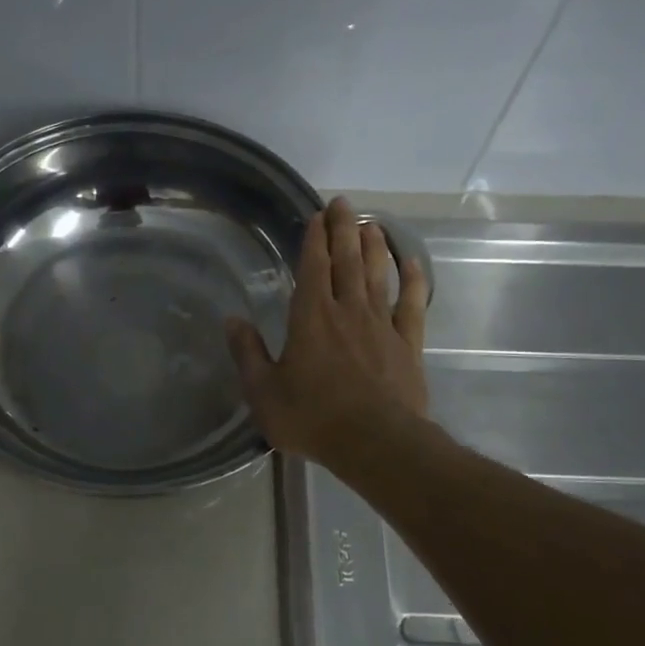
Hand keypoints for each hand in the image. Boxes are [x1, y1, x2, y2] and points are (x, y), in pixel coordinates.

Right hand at [225, 197, 429, 466]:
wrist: (375, 442)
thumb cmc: (312, 417)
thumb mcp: (263, 391)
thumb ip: (247, 353)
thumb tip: (231, 320)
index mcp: (310, 318)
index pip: (312, 267)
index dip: (315, 239)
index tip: (318, 215)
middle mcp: (347, 311)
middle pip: (347, 261)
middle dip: (344, 229)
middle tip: (344, 203)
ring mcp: (382, 325)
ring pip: (378, 275)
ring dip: (375, 247)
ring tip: (372, 224)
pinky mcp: (408, 344)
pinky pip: (412, 304)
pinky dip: (413, 280)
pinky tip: (412, 263)